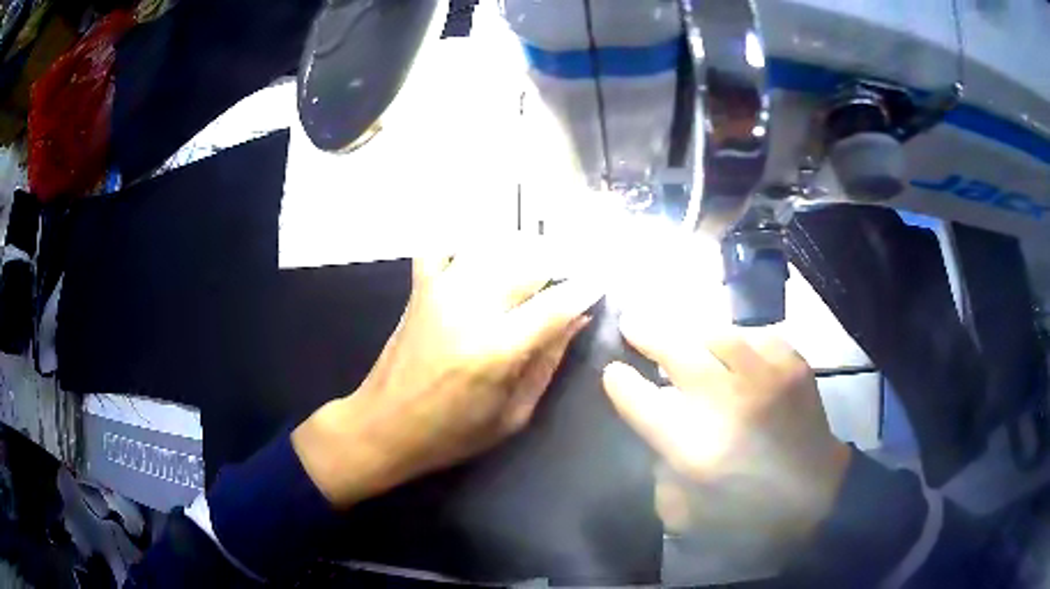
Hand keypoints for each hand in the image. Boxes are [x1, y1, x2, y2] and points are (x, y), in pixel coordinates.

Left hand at [293, 250, 600, 507]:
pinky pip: (443, 245)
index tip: (601, 281)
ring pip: (494, 247)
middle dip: (559, 264)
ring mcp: (440, 292)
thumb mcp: (512, 415)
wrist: (383, 426)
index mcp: (495, 351)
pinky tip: (482, 252)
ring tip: (538, 266)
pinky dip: (465, 241)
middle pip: (528, 264)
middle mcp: (469, 310)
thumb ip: (547, 362)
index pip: (554, 304)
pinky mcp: (420, 288)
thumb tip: (576, 319)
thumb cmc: (452, 434)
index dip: (585, 288)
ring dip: (524, 250)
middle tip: (573, 273)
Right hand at [602, 314, 851, 546]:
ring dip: (694, 336)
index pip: (643, 402)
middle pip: (676, 354)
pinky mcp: (793, 365)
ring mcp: (764, 378)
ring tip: (686, 339)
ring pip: (716, 336)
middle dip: (646, 335)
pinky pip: (757, 335)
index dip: (621, 383)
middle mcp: (727, 404)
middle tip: (632, 324)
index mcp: (695, 448)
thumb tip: (657, 437)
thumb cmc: (750, 514)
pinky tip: (735, 349)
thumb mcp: (688, 513)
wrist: (817, 496)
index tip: (613, 373)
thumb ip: (662, 475)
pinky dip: (739, 340)